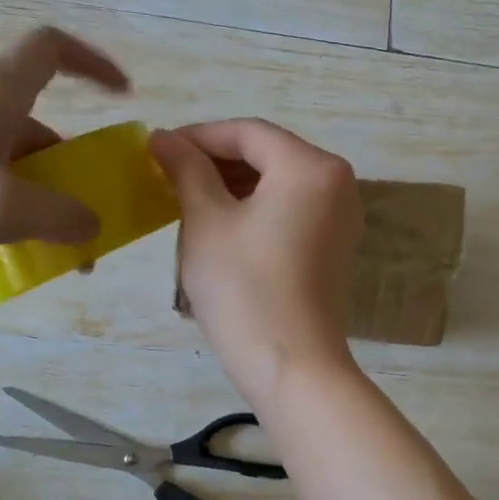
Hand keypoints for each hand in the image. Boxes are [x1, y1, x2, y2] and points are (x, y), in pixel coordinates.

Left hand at [0, 27, 129, 270]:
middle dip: (72, 162)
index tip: (121, 95)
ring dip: (39, 190)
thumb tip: (91, 226)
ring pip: (8, 152)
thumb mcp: (2, 209)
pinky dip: (5, 199)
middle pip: (37, 118)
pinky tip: (2, 240)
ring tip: (51, 242)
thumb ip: (62, 216)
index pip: (51, 49)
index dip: (93, 63)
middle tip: (88, 206)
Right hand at [151, 119, 362, 408]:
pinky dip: (256, 210)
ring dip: (233, 187)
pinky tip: (221, 227)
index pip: (248, 132)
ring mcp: (341, 217)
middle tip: (168, 178)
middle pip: (268, 155)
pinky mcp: (335, 247)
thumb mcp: (206, 221)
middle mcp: (338, 183)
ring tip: (187, 202)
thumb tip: (164, 138)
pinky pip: (291, 211)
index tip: (157, 150)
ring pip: (279, 184)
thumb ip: (186, 170)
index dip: (198, 136)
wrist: (291, 366)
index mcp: (311, 166)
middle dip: (216, 162)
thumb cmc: (244, 288)